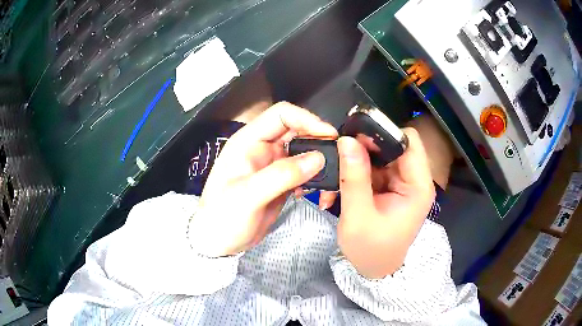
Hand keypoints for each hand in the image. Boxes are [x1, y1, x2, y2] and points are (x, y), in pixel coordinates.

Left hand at [189, 102, 337, 256]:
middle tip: (337, 157)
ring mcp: (273, 165)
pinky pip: (304, 172)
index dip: (306, 119)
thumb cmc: (222, 216)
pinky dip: (315, 178)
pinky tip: (317, 192)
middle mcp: (263, 149)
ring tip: (331, 179)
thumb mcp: (248, 195)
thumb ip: (281, 175)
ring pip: (304, 152)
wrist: (219, 241)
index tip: (328, 135)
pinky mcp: (282, 182)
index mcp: (248, 142)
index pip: (281, 115)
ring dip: (320, 162)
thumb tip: (318, 158)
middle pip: (297, 131)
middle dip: (318, 141)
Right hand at [336, 129, 434, 278]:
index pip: (408, 141)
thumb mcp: (358, 216)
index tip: (355, 137)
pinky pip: (373, 168)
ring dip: (357, 161)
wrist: (375, 270)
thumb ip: (354, 177)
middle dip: (365, 147)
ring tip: (336, 174)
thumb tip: (346, 140)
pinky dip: (357, 172)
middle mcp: (414, 179)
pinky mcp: (391, 187)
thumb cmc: (370, 250)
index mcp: (418, 186)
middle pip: (393, 145)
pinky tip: (341, 184)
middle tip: (339, 154)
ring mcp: (402, 183)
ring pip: (380, 155)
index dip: (383, 133)